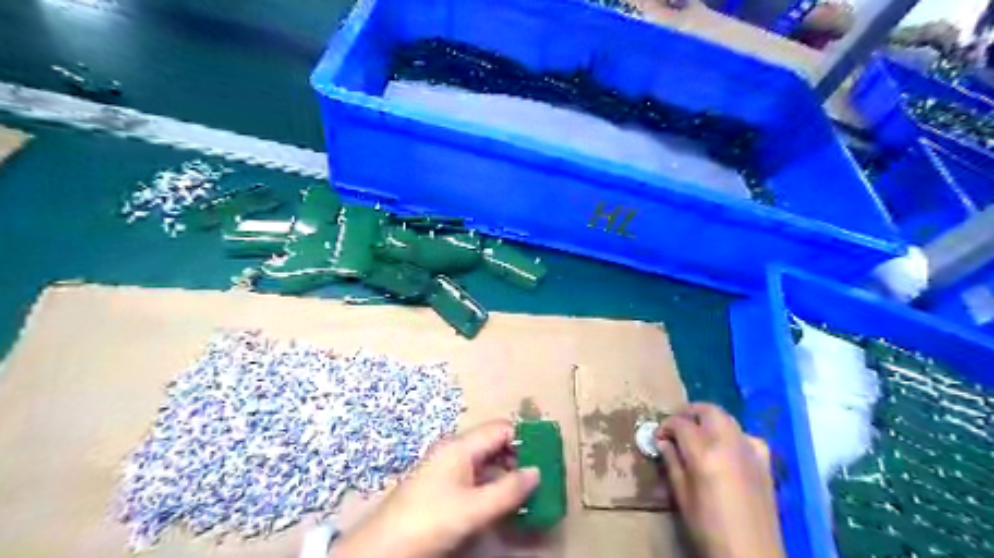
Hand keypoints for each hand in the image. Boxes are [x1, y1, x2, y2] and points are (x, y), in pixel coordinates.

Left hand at [335, 422, 540, 557]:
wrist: (382, 548)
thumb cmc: (430, 520)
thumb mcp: (473, 508)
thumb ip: (508, 490)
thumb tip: (537, 472)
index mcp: (460, 446)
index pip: (500, 429)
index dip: (524, 438)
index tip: (545, 456)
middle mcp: (454, 450)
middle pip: (493, 444)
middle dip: (517, 457)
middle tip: (539, 479)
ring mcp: (446, 468)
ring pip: (484, 462)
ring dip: (505, 474)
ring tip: (525, 494)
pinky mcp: (441, 486)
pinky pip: (474, 477)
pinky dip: (491, 485)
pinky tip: (501, 503)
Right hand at [658, 403, 789, 557]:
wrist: (750, 555)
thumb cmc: (708, 528)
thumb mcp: (682, 496)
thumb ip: (672, 463)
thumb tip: (663, 442)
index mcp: (704, 452)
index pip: (680, 423)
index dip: (665, 426)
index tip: (658, 436)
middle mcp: (728, 443)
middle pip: (708, 410)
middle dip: (688, 412)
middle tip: (676, 425)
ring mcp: (750, 450)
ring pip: (728, 418)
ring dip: (709, 419)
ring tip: (698, 433)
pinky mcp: (764, 462)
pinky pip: (747, 435)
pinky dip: (734, 434)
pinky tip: (728, 448)